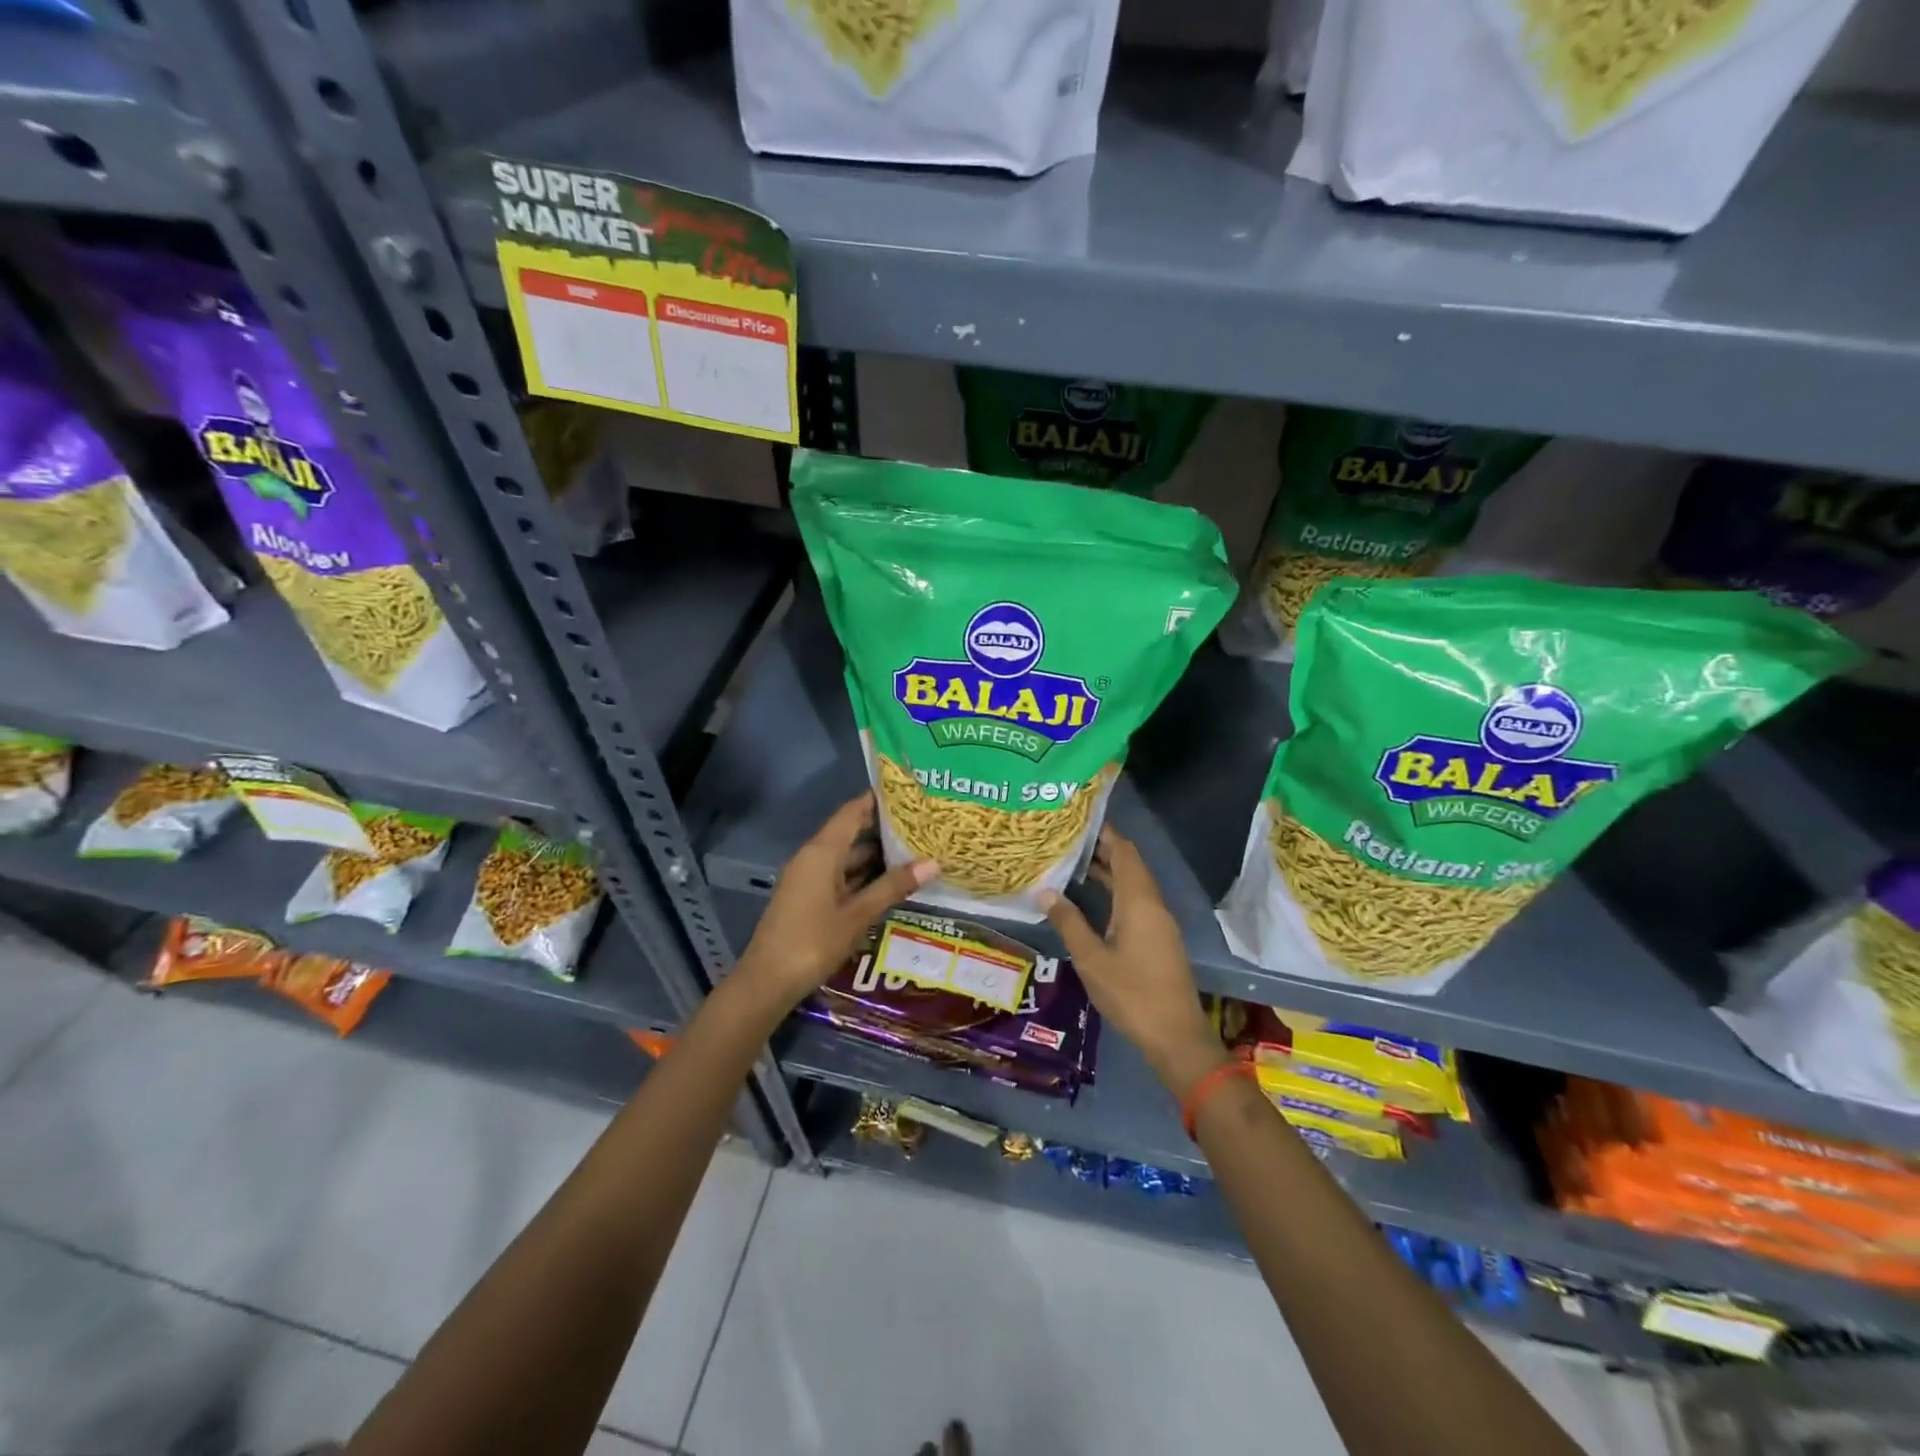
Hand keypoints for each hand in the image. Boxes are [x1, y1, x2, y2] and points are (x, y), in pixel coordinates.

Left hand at [736, 794, 936, 1010]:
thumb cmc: (813, 942)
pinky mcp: (808, 898)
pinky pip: (840, 876)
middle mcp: (813, 857)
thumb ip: (893, 886)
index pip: (853, 811)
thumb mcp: (858, 915)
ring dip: (876, 857)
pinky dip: (864, 876)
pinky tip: (889, 885)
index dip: (879, 800)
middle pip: (851, 833)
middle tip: (923, 826)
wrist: (766, 982)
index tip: (909, 792)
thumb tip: (933, 862)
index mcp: (822, 851)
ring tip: (915, 853)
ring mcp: (809, 879)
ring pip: (847, 858)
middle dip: (885, 830)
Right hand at [1042, 826, 1226, 1098]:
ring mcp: (1159, 923)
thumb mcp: (1091, 958)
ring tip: (1074, 863)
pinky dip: (1115, 892)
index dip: (1105, 833)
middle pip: (1130, 865)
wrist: (1175, 1036)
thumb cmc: (1131, 993)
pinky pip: (1136, 902)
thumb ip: (1069, 922)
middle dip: (1103, 850)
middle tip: (1069, 839)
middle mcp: (1153, 905)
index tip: (1080, 820)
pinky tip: (1092, 900)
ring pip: (1133, 885)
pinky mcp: (1159, 939)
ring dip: (1109, 872)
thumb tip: (1046, 891)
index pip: (1125, 853)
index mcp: (1139, 902)